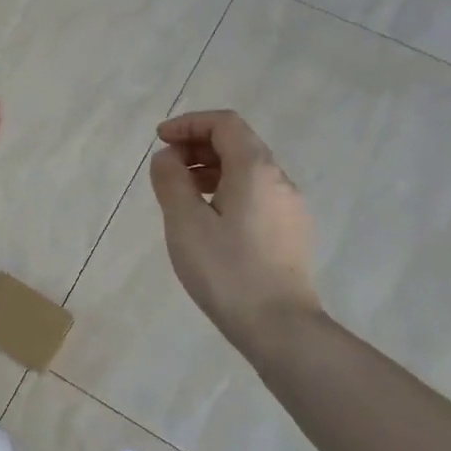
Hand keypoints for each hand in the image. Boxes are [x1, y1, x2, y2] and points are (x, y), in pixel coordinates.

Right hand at [148, 110, 322, 350]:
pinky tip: (207, 218)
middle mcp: (278, 180)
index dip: (189, 123)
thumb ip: (171, 180)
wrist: (279, 327)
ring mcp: (289, 207)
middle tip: (166, 166)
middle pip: (238, 143)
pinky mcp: (290, 232)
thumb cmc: (226, 270)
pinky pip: (255, 194)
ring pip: (247, 171)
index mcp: (255, 170)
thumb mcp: (185, 221)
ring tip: (180, 193)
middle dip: (198, 145)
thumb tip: (167, 158)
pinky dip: (226, 190)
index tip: (160, 140)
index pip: (224, 124)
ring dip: (211, 169)